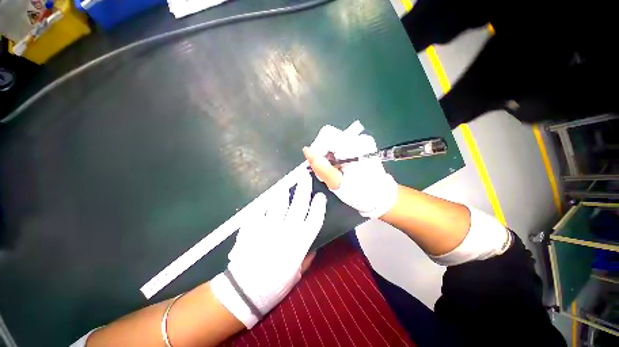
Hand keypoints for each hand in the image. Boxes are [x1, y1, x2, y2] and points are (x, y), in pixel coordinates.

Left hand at [210, 172, 326, 327]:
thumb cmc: (274, 285)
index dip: (319, 206)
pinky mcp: (253, 228)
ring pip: (279, 203)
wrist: (244, 292)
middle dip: (304, 188)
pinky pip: (260, 210)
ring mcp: (269, 228)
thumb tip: (312, 242)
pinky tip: (265, 202)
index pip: (314, 219)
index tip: (320, 196)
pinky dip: (263, 205)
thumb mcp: (297, 274)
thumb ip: (306, 256)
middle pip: (299, 205)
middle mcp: (286, 232)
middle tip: (304, 177)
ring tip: (284, 186)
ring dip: (283, 192)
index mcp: (299, 244)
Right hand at [303, 125, 397, 217]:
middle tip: (330, 171)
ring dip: (330, 157)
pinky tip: (341, 167)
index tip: (321, 167)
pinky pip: (341, 147)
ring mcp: (361, 141)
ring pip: (334, 143)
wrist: (379, 196)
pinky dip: (336, 157)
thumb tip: (306, 150)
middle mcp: (358, 138)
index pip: (326, 136)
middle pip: (329, 139)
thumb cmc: (360, 192)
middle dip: (324, 155)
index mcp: (353, 145)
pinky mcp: (361, 145)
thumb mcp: (337, 183)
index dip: (318, 151)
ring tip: (336, 171)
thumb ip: (321, 167)